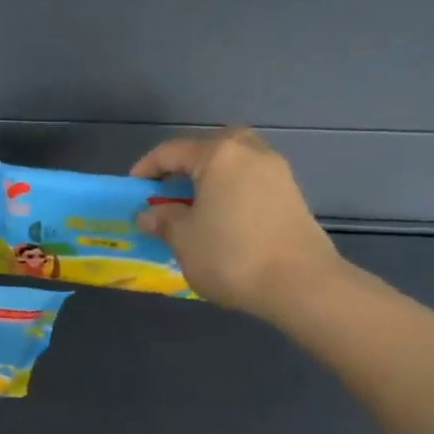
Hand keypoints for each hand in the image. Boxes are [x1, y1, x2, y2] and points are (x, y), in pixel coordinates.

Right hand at [131, 128, 343, 320]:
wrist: (301, 284)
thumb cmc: (231, 254)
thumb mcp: (183, 239)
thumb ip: (163, 220)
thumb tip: (149, 214)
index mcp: (218, 155)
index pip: (172, 152)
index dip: (147, 169)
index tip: (133, 190)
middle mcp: (250, 153)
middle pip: (209, 149)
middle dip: (185, 167)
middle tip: (169, 190)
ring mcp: (277, 173)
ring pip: (234, 165)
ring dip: (211, 179)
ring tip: (195, 207)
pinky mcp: (292, 196)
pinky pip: (251, 183)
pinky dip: (232, 192)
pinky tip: (223, 219)